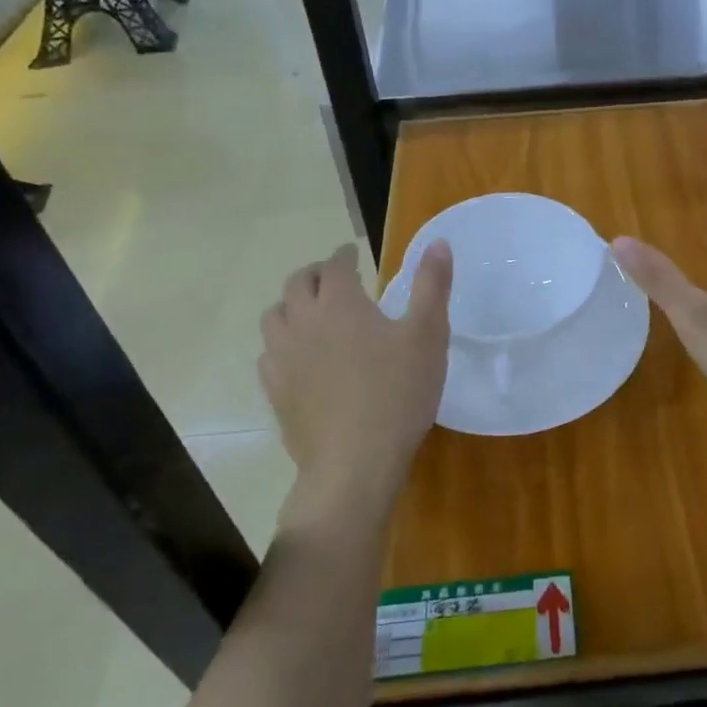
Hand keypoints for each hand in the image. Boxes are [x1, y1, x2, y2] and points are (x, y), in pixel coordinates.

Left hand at [259, 240, 451, 513]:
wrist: (355, 463)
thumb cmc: (398, 392)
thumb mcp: (428, 334)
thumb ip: (432, 285)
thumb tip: (438, 242)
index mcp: (340, 302)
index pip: (335, 265)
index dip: (344, 255)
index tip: (353, 255)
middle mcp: (303, 321)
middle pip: (297, 284)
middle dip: (315, 274)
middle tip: (333, 278)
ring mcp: (282, 358)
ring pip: (275, 316)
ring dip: (292, 305)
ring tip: (311, 313)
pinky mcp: (275, 391)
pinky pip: (268, 354)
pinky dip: (282, 343)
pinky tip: (298, 357)